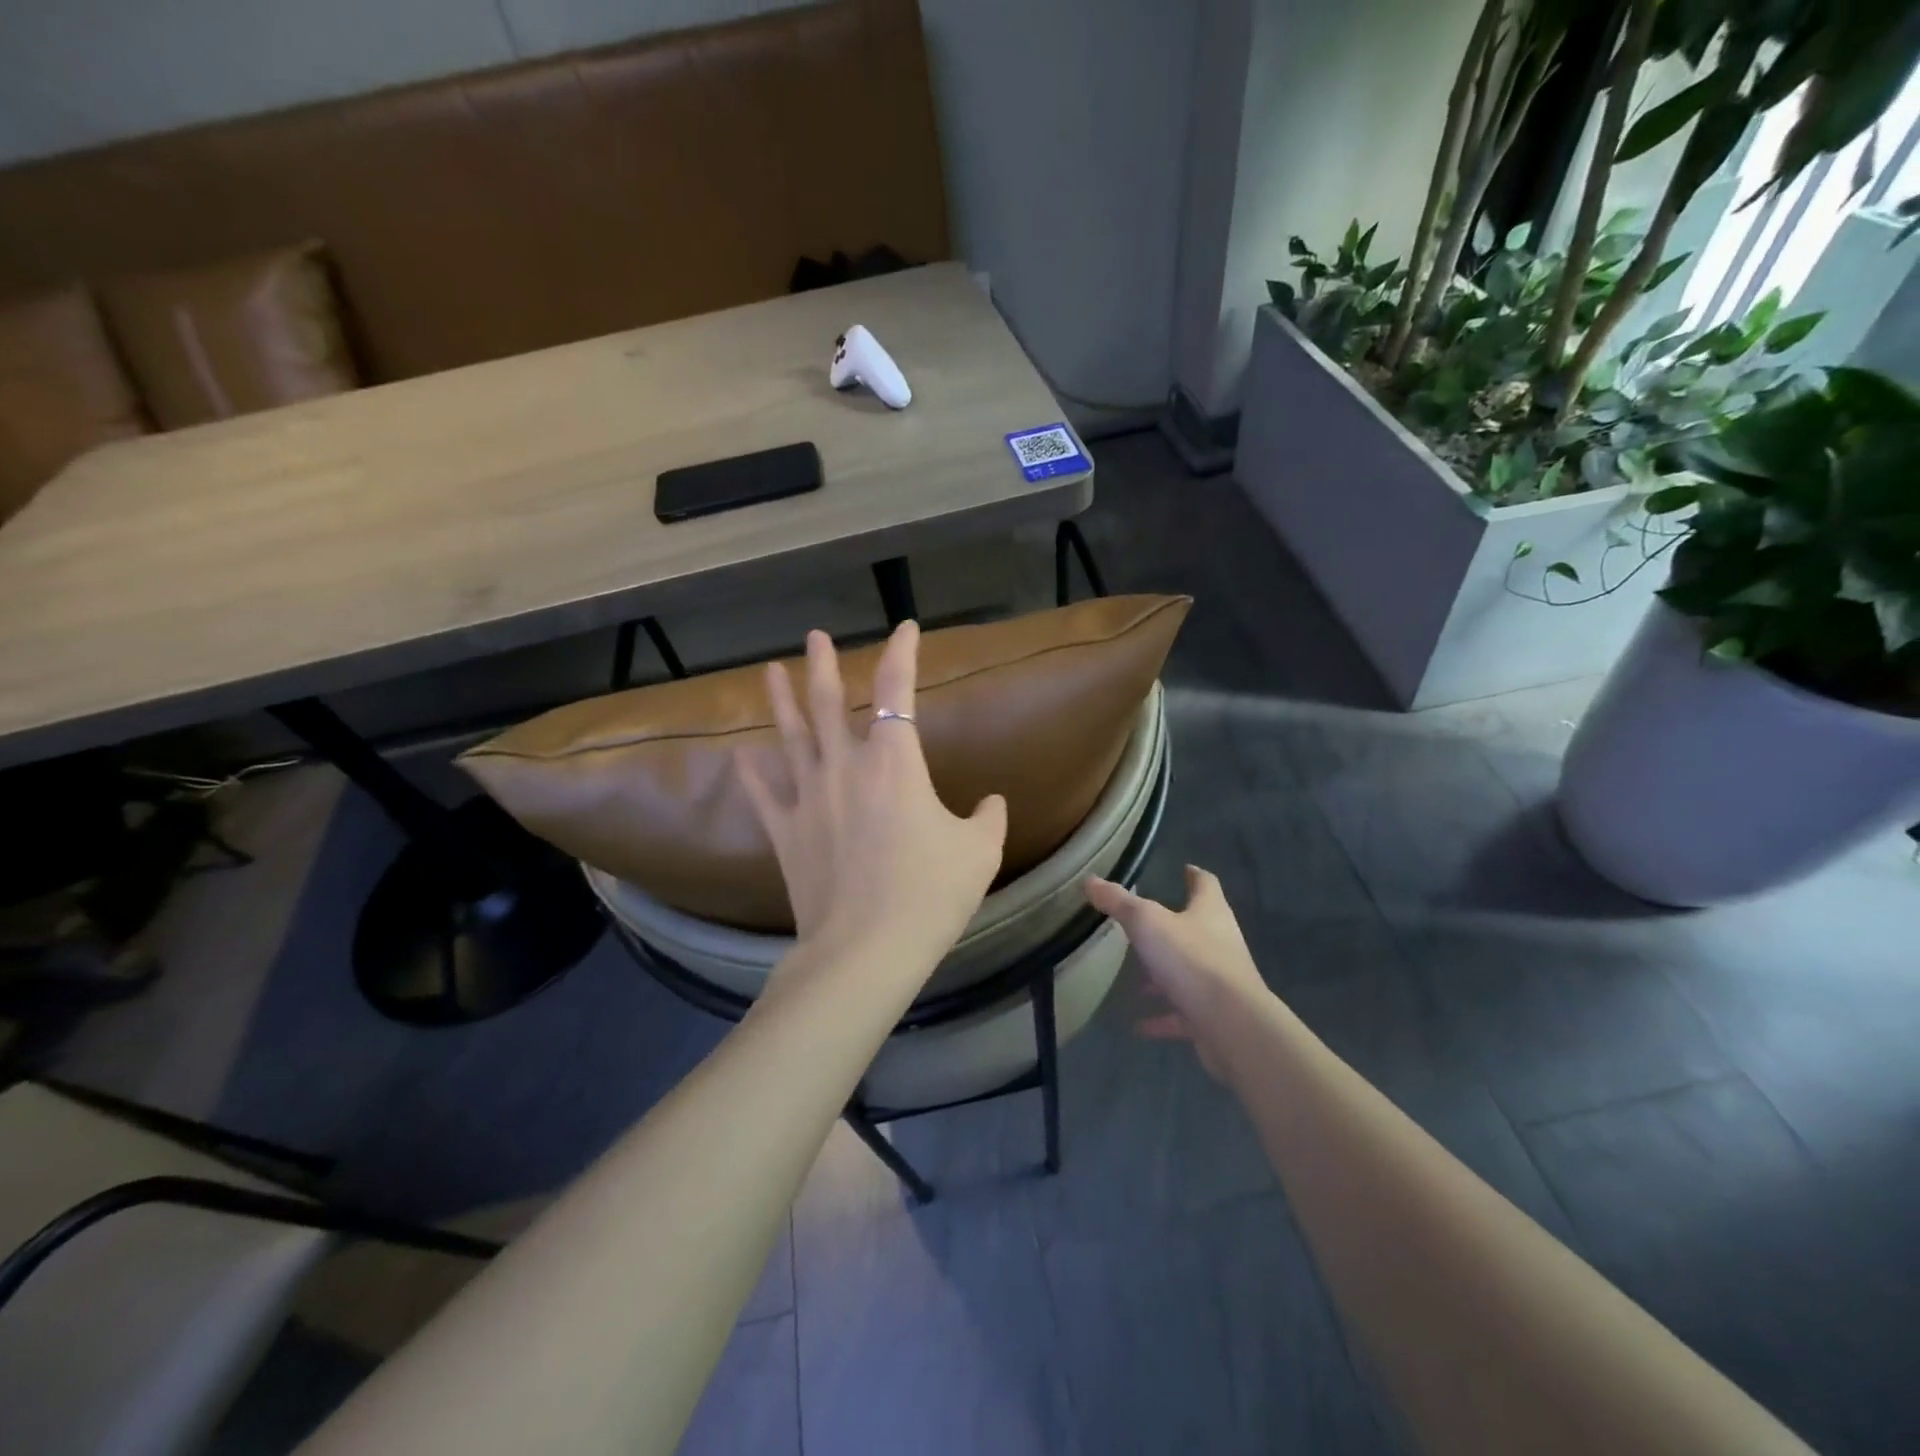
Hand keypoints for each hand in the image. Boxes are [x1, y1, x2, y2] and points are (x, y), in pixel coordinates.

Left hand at [738, 622, 1007, 978]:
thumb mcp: (979, 853)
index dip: (902, 654)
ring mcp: (809, 799)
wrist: (867, 949)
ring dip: (781, 702)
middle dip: (823, 665)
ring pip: (791, 738)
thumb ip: (988, 818)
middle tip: (814, 636)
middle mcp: (845, 768)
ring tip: (769, 672)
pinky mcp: (786, 834)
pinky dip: (752, 775)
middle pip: (829, 703)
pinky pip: (765, 796)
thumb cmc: (930, 893)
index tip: (905, 629)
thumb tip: (992, 803)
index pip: (897, 691)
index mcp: (894, 763)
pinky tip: (741, 757)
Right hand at [1085, 866, 1269, 1077]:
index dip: (1194, 875)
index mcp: (1210, 912)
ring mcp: (1219, 982)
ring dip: (1163, 975)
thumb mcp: (1146, 922)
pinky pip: (1182, 1013)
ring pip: (1187, 972)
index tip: (1184, 869)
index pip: (1205, 884)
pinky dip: (1161, 1017)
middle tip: (1142, 926)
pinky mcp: (1213, 1016)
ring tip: (1135, 979)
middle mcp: (1220, 943)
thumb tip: (1091, 880)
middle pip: (1197, 928)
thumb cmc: (1191, 959)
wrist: (1232, 1024)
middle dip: (1170, 928)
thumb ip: (1118, 902)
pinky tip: (1137, 1024)